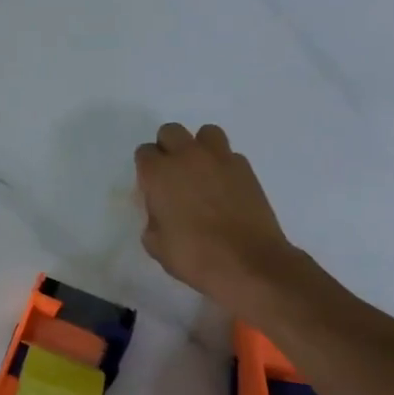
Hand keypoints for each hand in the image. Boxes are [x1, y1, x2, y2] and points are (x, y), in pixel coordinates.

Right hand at [134, 122, 300, 306]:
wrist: (249, 263)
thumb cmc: (194, 256)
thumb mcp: (155, 243)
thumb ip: (152, 217)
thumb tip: (161, 210)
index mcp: (159, 173)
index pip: (144, 152)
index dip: (146, 169)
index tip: (152, 188)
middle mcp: (187, 157)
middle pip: (170, 131)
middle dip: (168, 148)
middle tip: (173, 175)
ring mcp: (220, 159)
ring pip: (205, 133)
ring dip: (199, 147)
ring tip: (201, 172)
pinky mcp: (246, 169)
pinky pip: (229, 155)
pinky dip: (223, 165)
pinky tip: (224, 188)